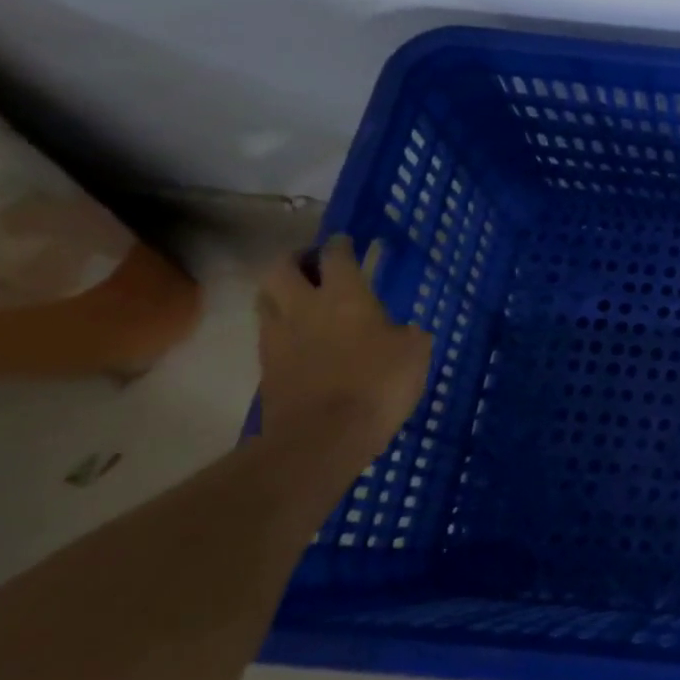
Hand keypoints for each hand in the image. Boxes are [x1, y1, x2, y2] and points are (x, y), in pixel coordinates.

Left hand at [256, 235, 433, 462]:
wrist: (323, 438)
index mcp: (345, 295)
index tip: (347, 242)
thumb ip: (406, 333)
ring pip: (265, 299)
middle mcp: (305, 307)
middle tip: (313, 265)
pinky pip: (268, 334)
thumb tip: (400, 331)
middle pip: (280, 268)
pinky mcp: (267, 368)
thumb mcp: (414, 352)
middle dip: (295, 260)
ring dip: (280, 292)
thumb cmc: (378, 384)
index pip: (335, 256)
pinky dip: (281, 328)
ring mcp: (279, 338)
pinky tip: (300, 339)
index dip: (340, 245)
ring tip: (300, 299)